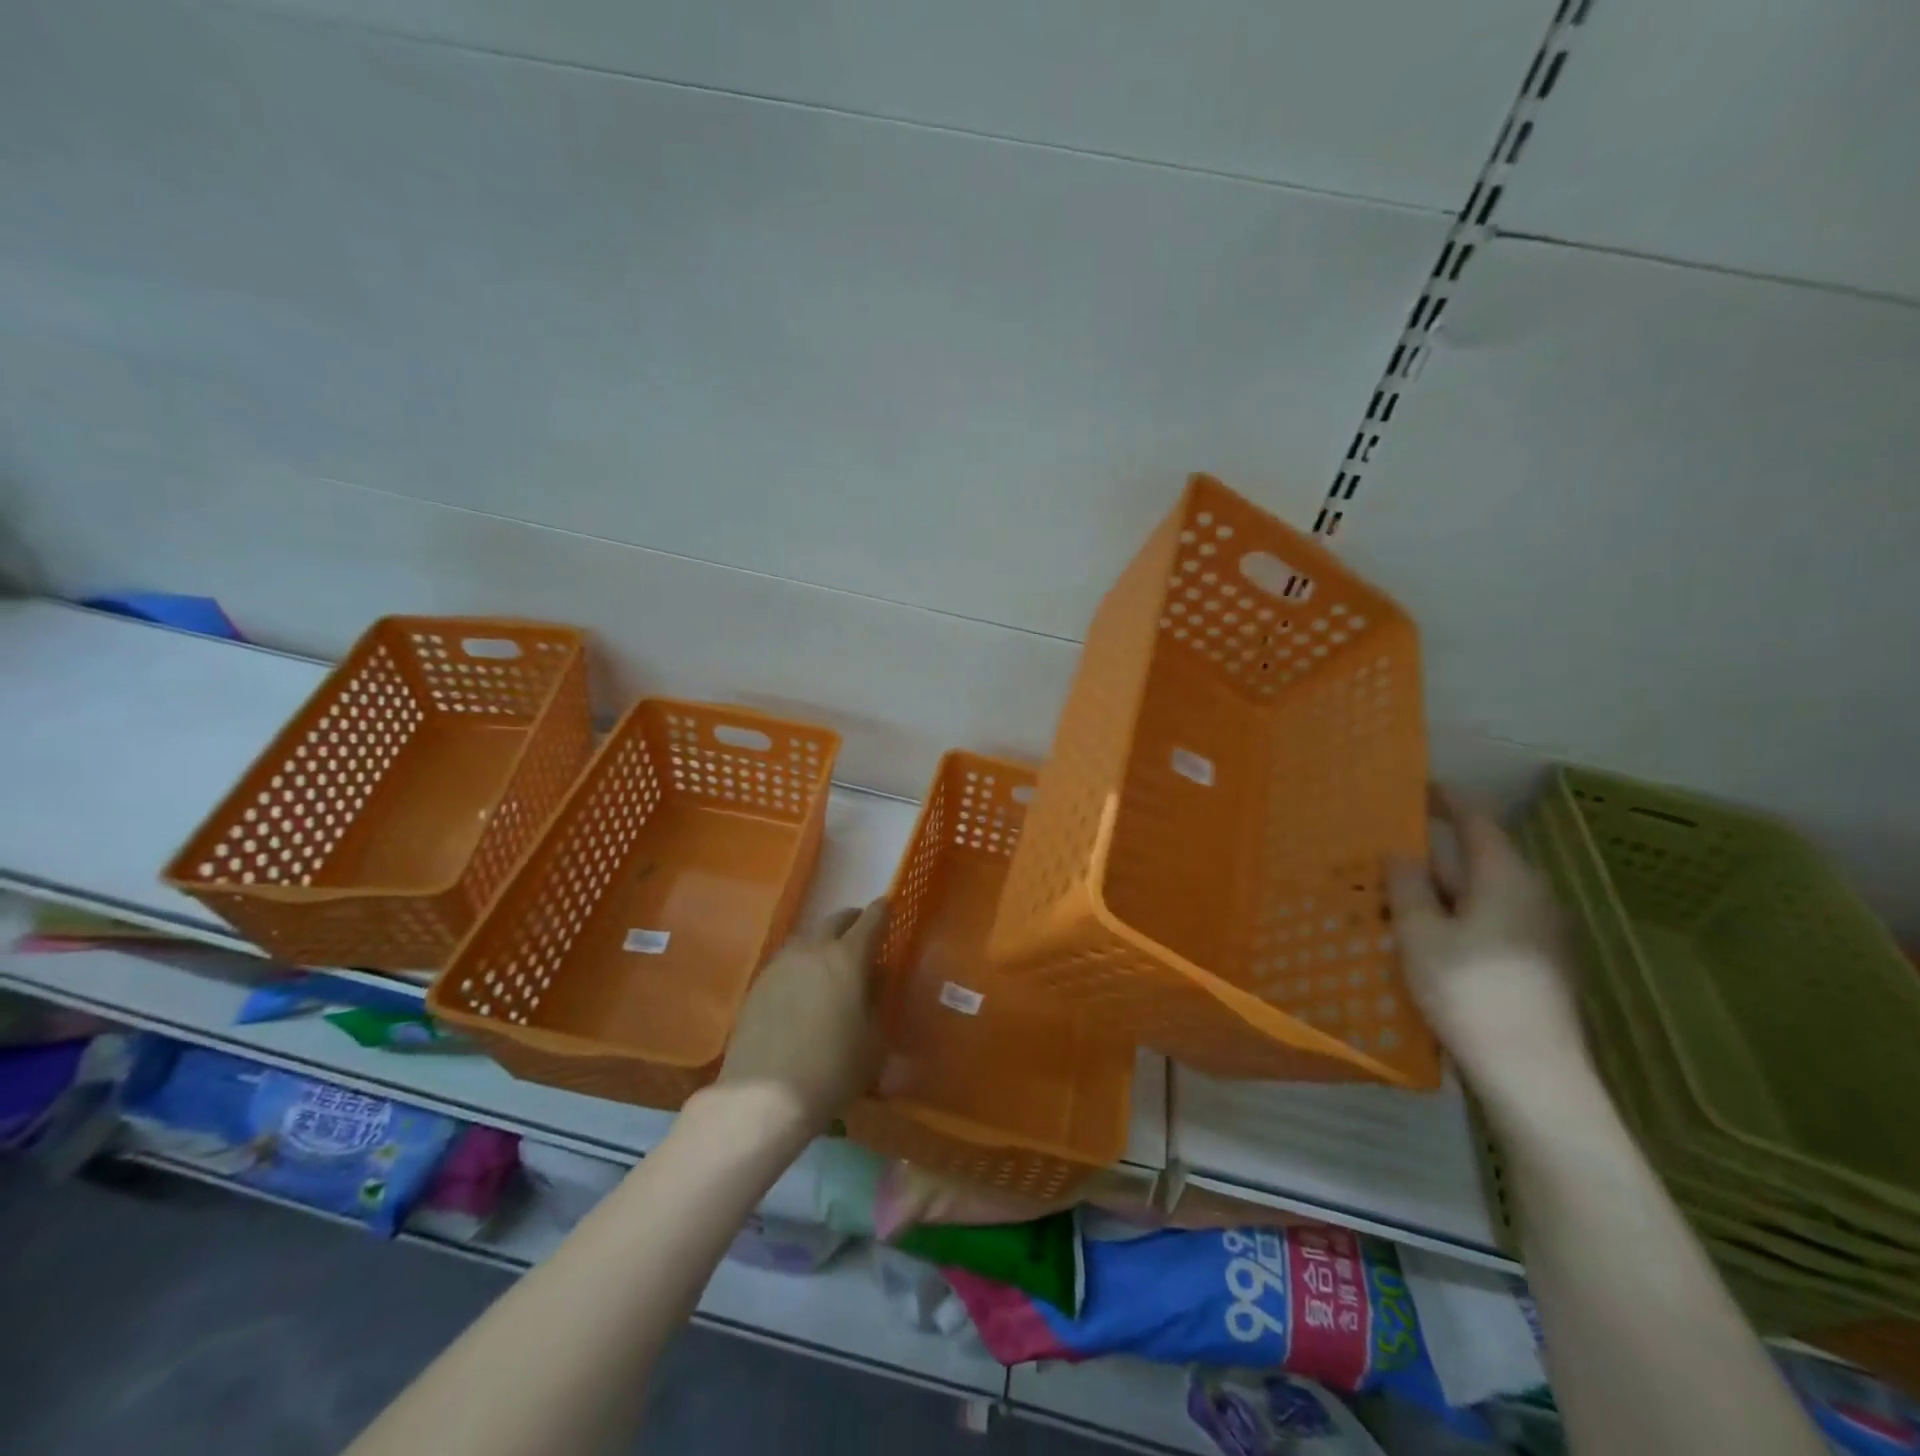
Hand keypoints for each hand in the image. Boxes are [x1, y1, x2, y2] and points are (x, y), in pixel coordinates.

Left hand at [714, 900, 887, 1138]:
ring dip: (823, 941)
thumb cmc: (832, 1070)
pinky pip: (786, 961)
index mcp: (848, 958)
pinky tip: (802, 986)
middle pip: (835, 921)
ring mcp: (781, 965)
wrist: (763, 1096)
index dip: (883, 911)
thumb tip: (875, 981)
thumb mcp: (874, 1044)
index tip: (889, 906)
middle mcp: (813, 950)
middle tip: (861, 931)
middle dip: (852, 920)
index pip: (871, 921)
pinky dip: (800, 964)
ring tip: (830, 960)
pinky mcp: (757, 985)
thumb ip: (877, 1005)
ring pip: (807, 938)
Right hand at [1386, 789, 1589, 1110]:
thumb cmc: (1469, 991)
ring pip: (1481, 895)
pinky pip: (1488, 922)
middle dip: (1435, 853)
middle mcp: (1532, 898)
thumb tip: (1402, 852)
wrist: (1532, 1072)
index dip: (1448, 802)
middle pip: (1479, 860)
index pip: (1477, 824)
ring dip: (1441, 889)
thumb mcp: (1420, 933)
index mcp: (1506, 880)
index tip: (1420, 787)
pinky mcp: (1535, 965)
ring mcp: (1539, 935)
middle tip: (1388, 848)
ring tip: (1396, 892)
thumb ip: (1408, 886)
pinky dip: (1455, 916)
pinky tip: (1425, 935)